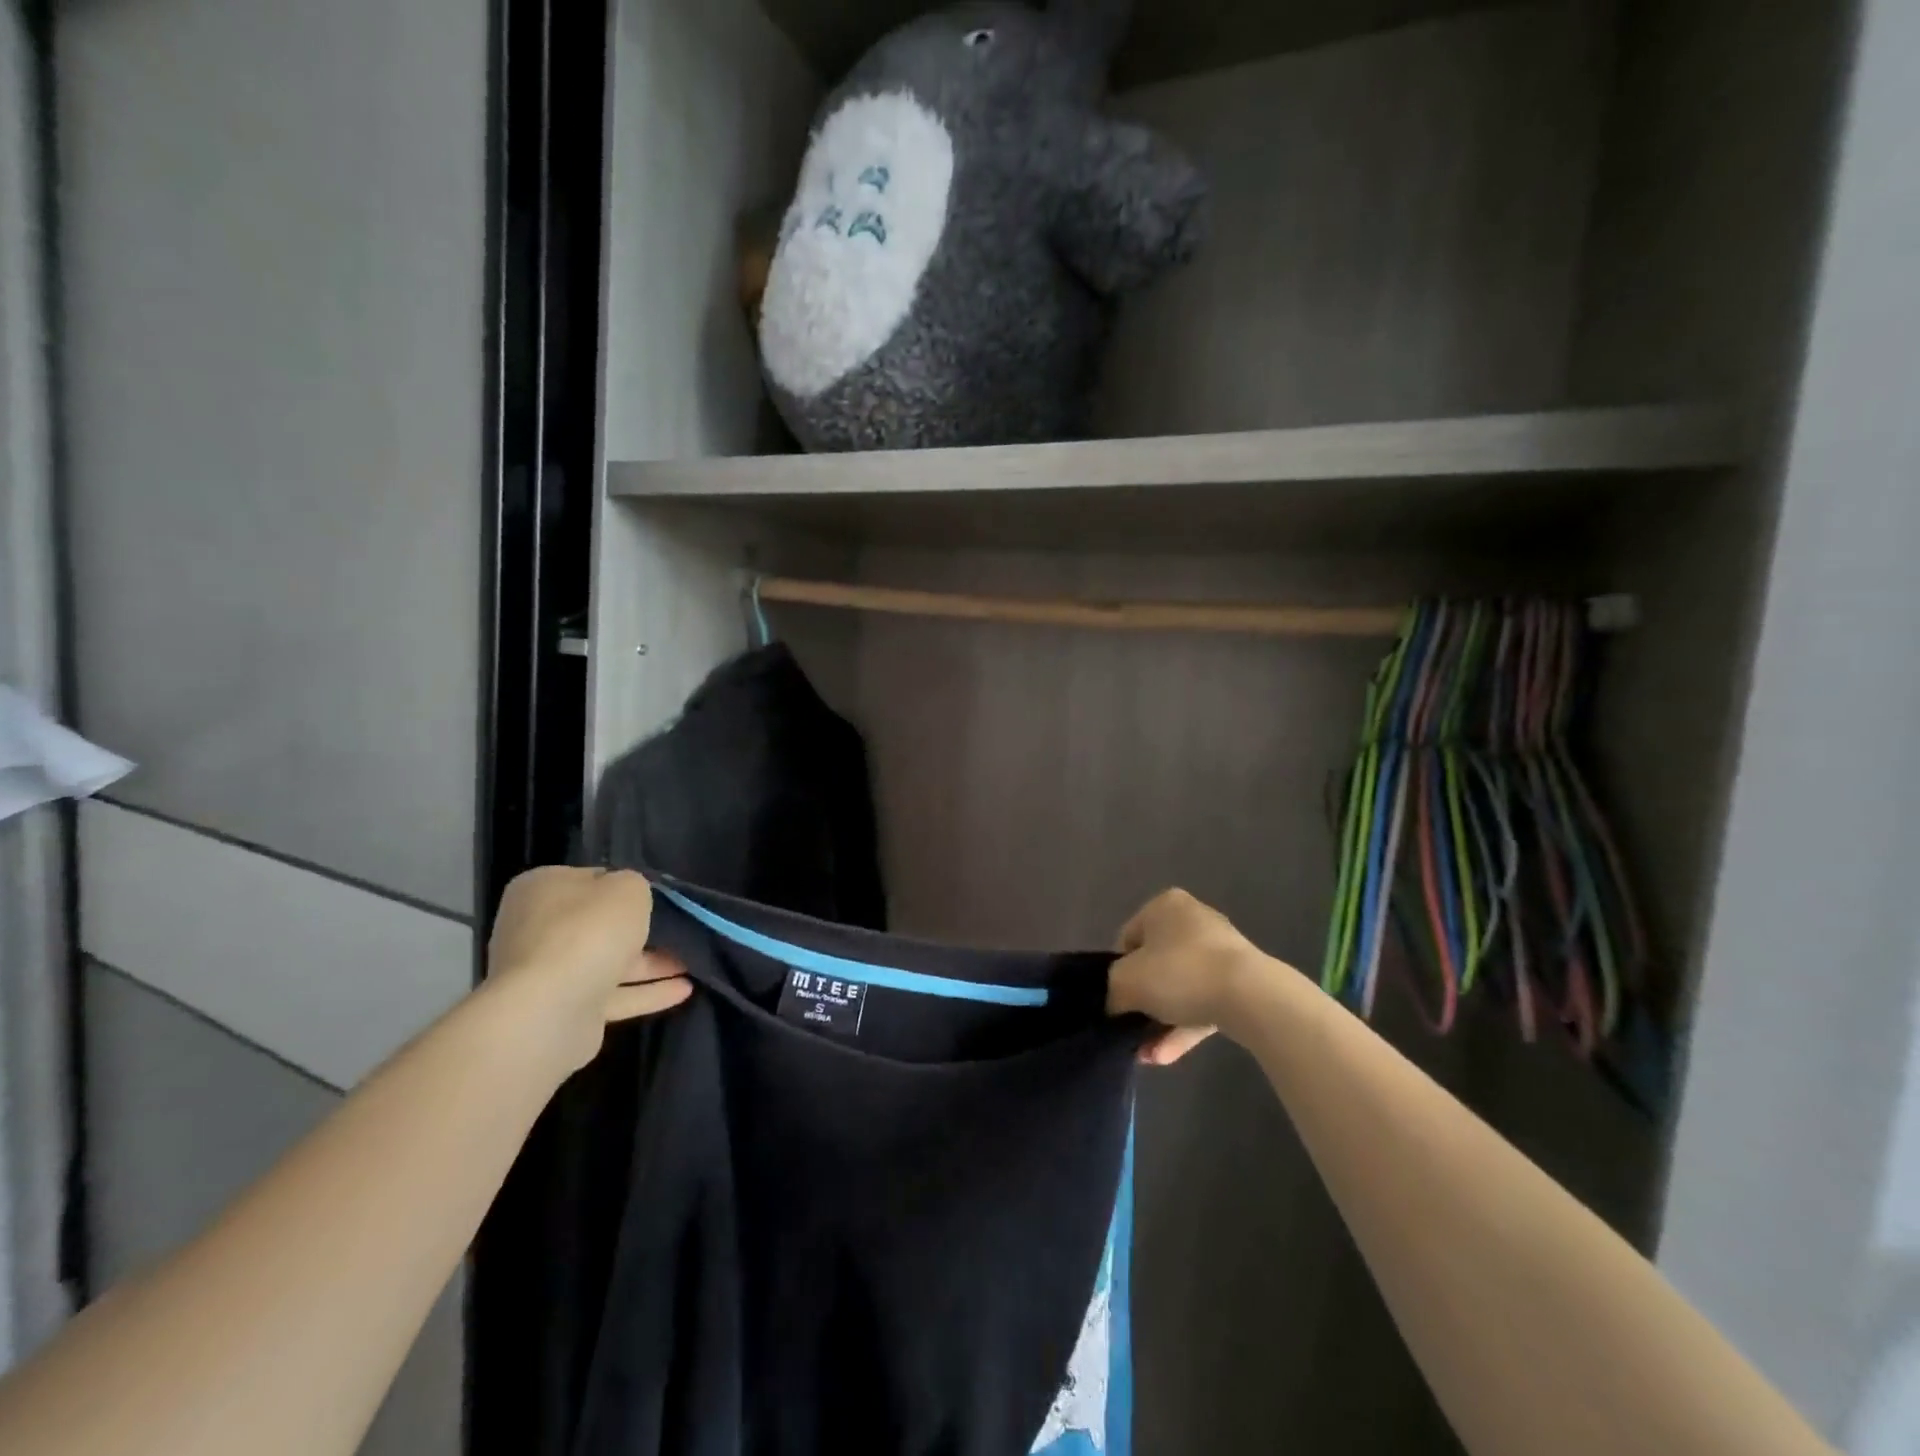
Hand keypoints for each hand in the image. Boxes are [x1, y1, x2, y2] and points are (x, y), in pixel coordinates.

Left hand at [485, 867, 690, 1074]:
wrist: (550, 1010)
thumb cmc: (588, 931)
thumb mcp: (628, 888)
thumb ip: (635, 885)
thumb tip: (630, 898)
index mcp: (542, 889)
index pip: (591, 879)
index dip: (625, 886)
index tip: (658, 895)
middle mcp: (537, 929)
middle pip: (598, 925)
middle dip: (641, 930)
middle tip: (681, 930)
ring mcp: (548, 974)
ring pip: (609, 963)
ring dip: (652, 964)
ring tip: (693, 962)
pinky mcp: (564, 1011)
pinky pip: (613, 996)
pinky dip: (646, 992)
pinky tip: (684, 990)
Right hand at [1108, 889, 1270, 1064]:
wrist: (1251, 997)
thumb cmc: (1179, 973)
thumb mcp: (1126, 981)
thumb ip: (1112, 991)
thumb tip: (1115, 1005)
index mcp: (1165, 906)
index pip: (1129, 938)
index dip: (1118, 970)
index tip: (1118, 998)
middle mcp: (1193, 920)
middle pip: (1156, 964)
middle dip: (1142, 1001)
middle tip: (1132, 1026)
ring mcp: (1222, 951)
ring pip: (1181, 988)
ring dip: (1161, 1020)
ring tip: (1147, 1054)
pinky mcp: (1242, 981)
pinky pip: (1204, 1002)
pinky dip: (1185, 1027)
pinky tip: (1166, 1057)